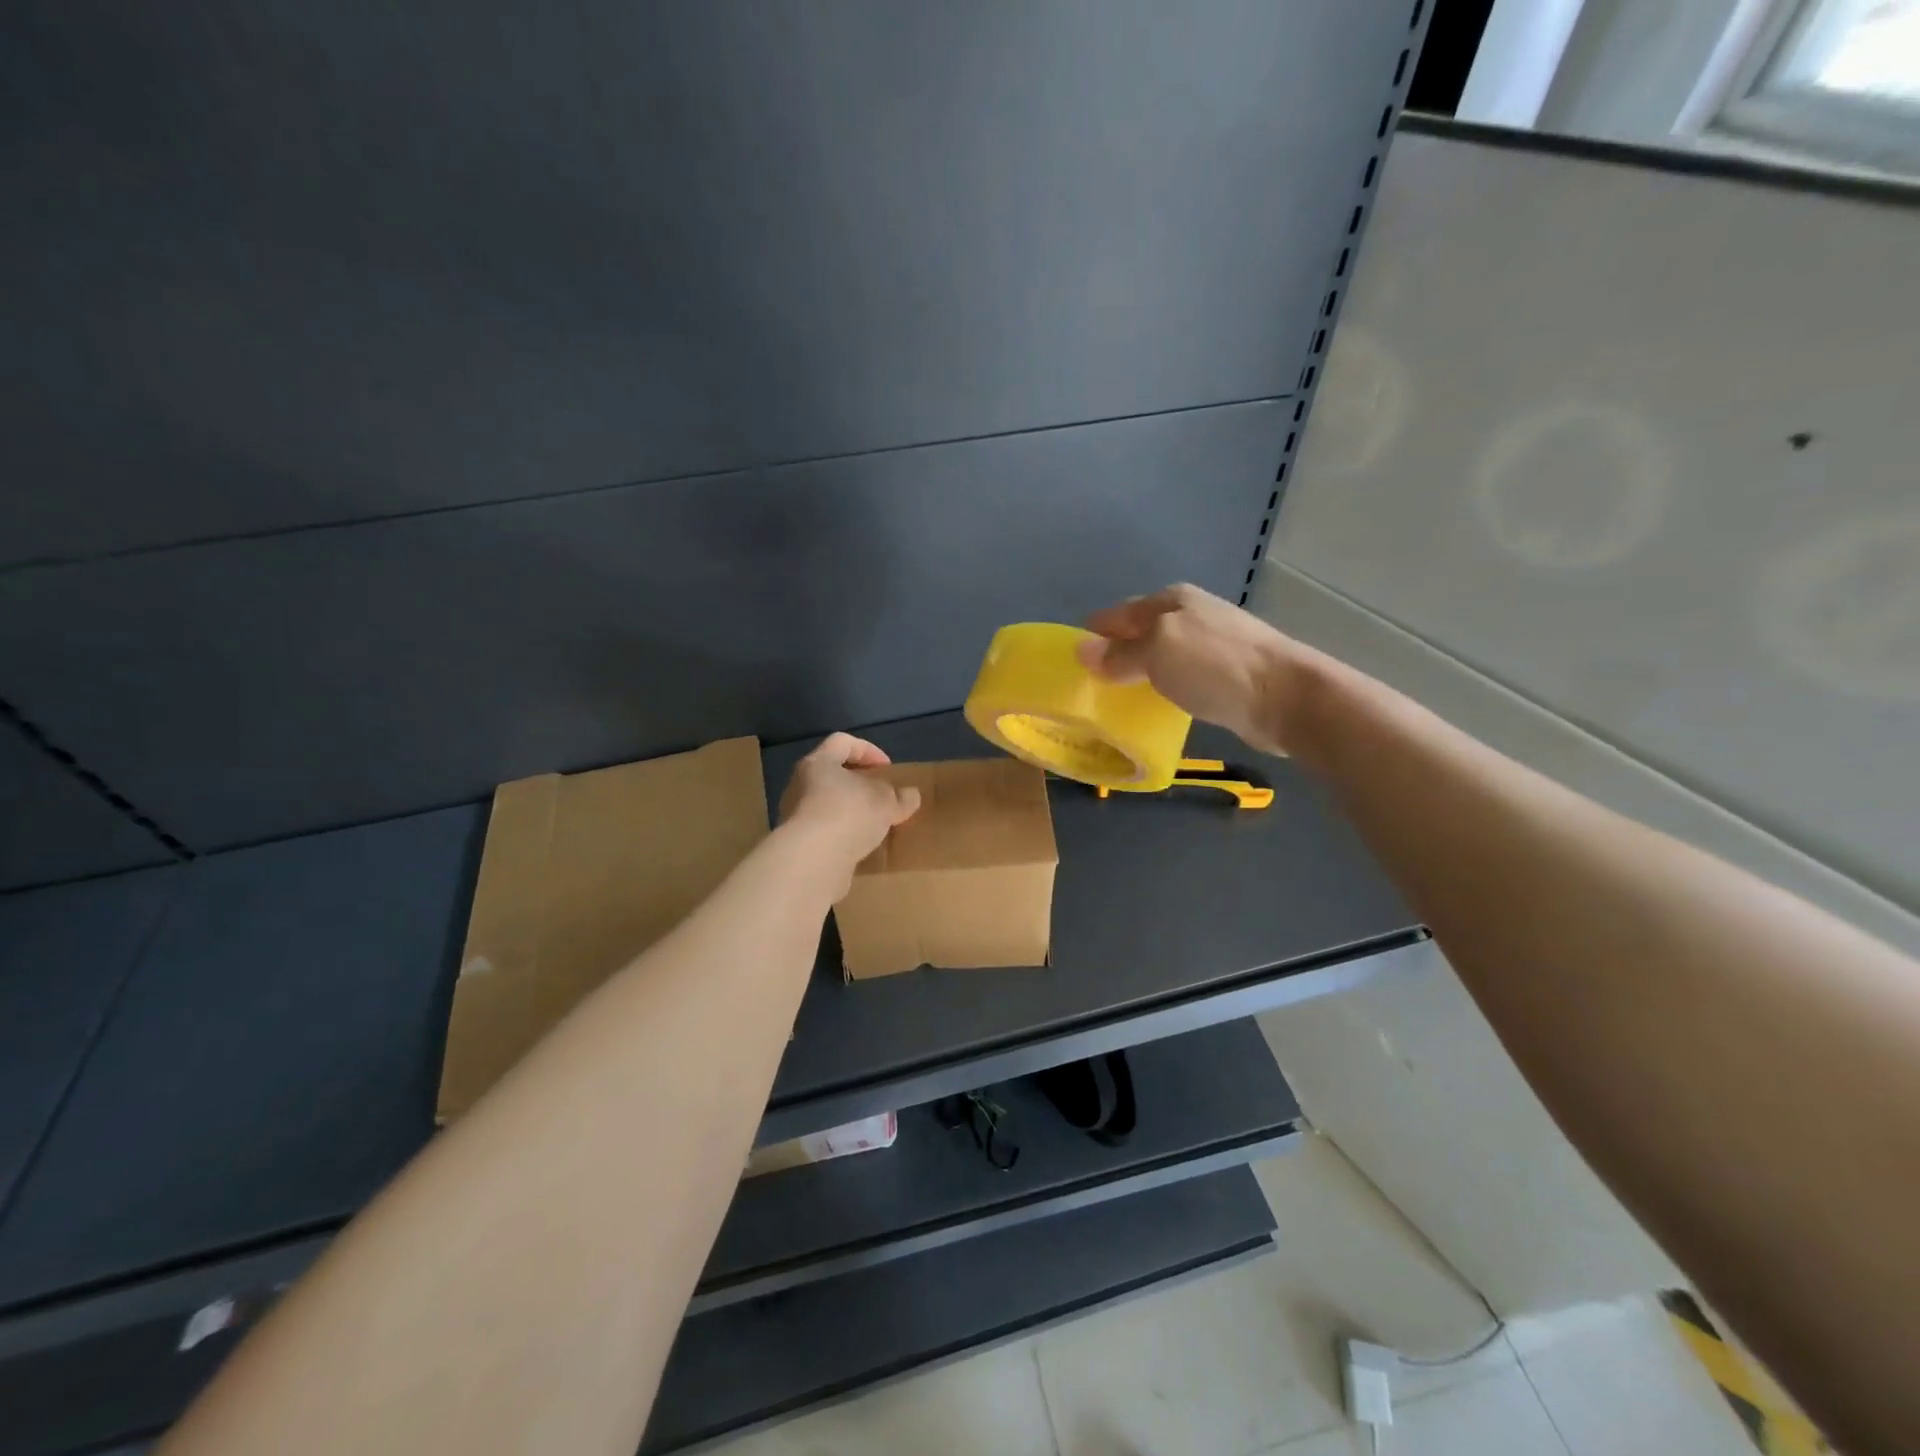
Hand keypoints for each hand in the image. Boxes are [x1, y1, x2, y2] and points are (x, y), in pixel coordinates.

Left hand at [778, 732, 921, 875]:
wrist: (812, 860)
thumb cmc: (849, 814)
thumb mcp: (886, 802)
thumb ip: (900, 796)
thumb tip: (910, 795)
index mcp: (819, 763)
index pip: (842, 742)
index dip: (868, 750)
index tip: (887, 768)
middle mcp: (800, 784)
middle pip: (831, 774)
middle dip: (857, 783)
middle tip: (879, 795)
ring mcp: (794, 814)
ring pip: (825, 803)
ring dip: (848, 810)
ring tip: (871, 824)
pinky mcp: (796, 843)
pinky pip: (822, 830)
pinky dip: (840, 833)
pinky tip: (858, 846)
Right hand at [1076, 583, 1310, 755]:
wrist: (1286, 697)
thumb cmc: (1215, 666)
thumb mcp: (1157, 652)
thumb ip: (1119, 654)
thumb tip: (1083, 651)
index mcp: (1171, 600)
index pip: (1117, 614)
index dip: (1093, 636)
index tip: (1071, 664)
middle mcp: (1191, 614)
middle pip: (1140, 632)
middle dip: (1115, 654)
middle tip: (1090, 687)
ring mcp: (1213, 642)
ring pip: (1161, 654)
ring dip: (1140, 672)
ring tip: (1118, 700)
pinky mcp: (1228, 672)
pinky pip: (1181, 676)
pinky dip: (1164, 687)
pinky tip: (1158, 705)